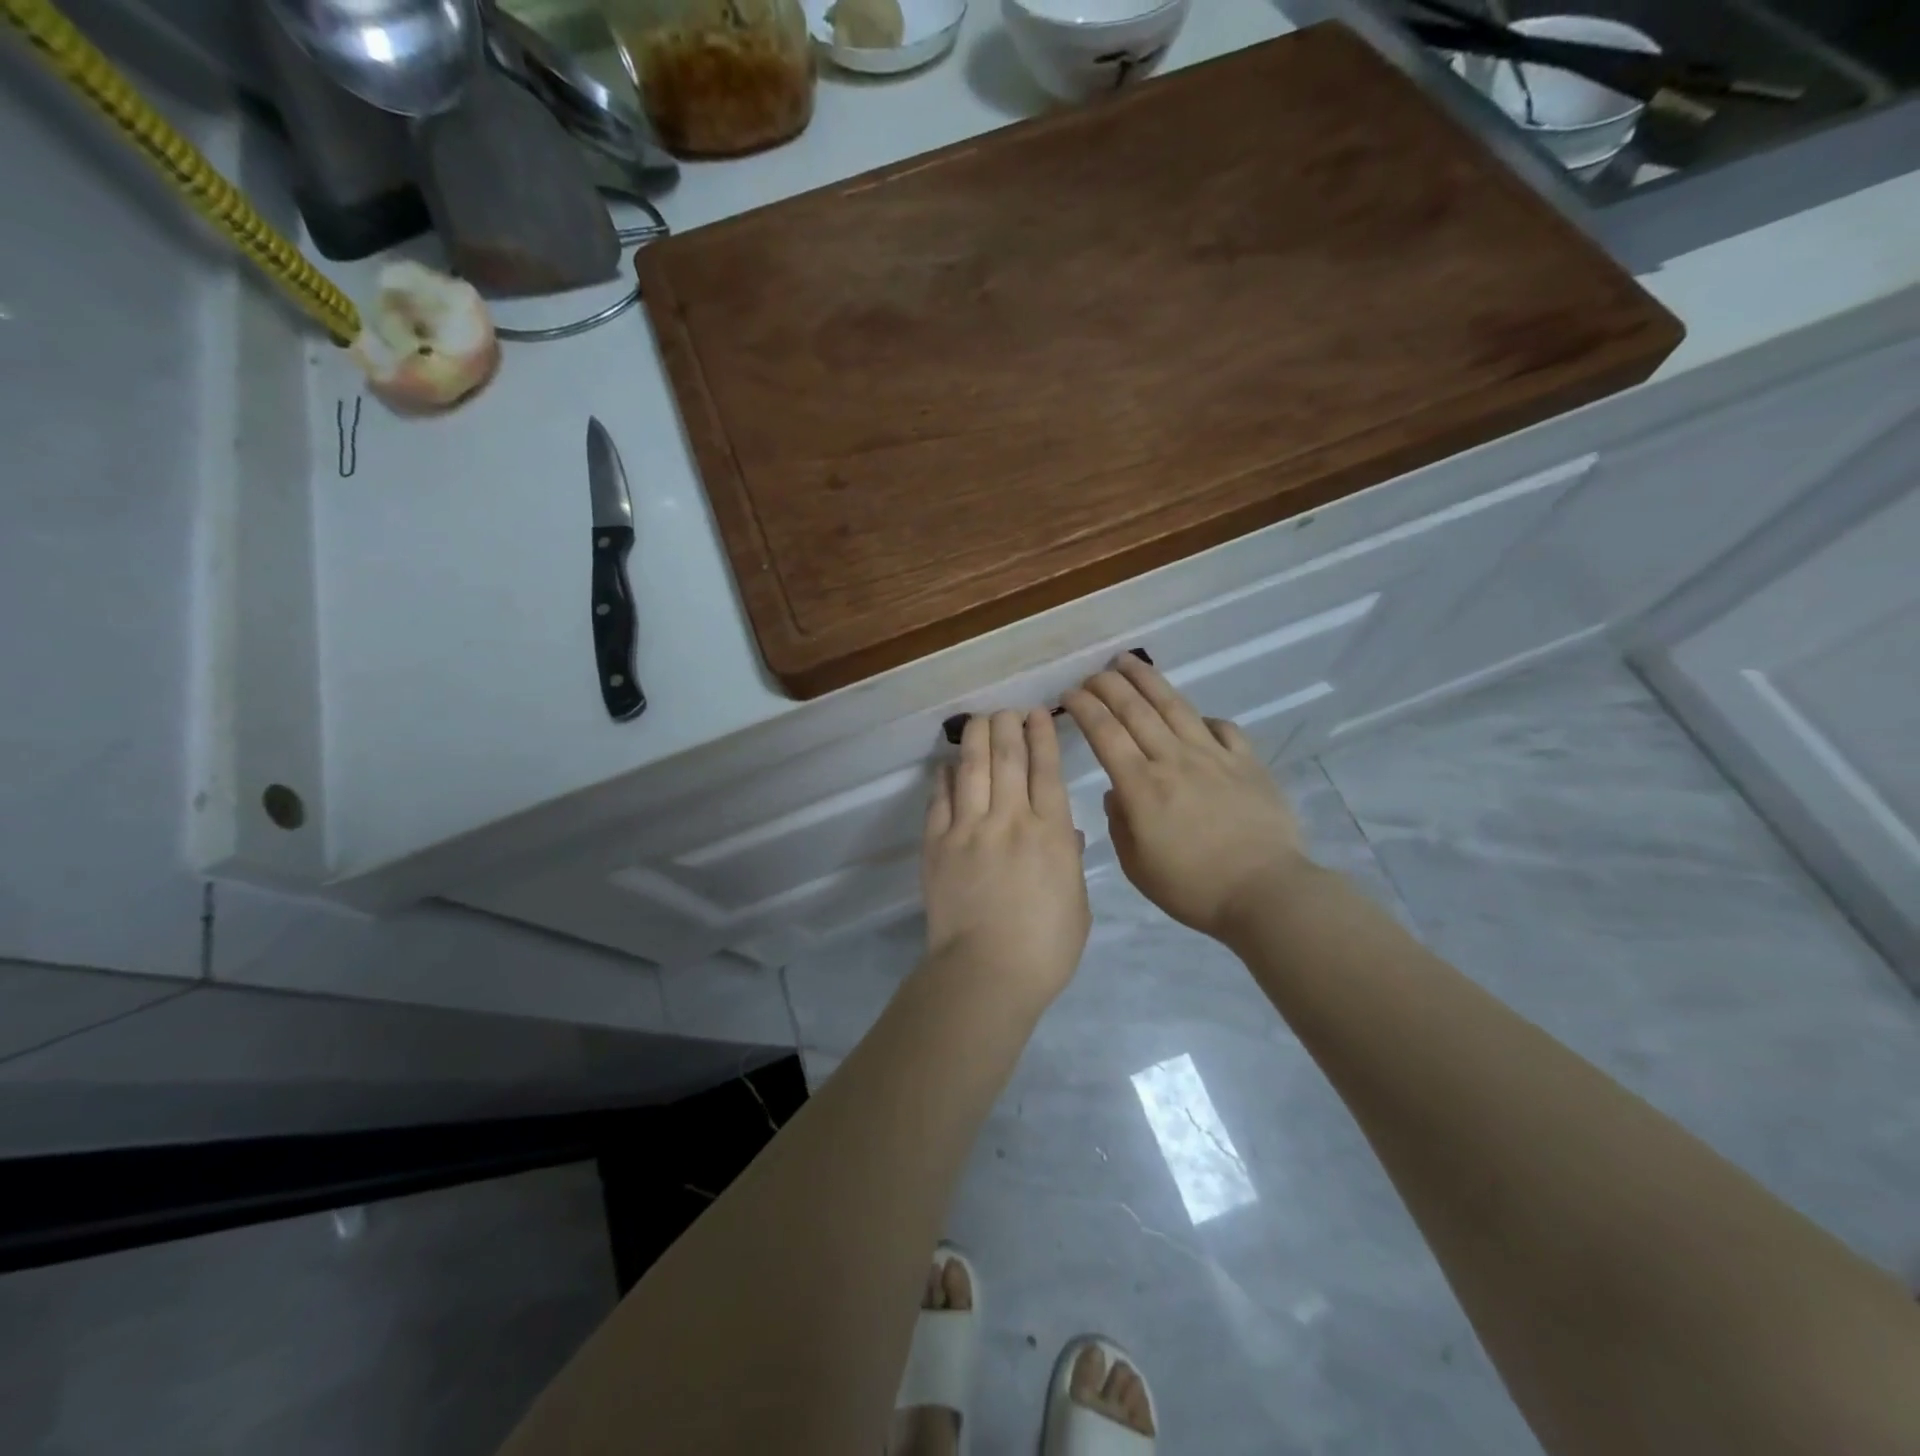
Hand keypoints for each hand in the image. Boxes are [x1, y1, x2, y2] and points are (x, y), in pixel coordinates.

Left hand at [922, 709, 1090, 1007]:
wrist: (986, 974)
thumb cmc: (1044, 948)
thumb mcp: (1076, 904)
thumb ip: (1068, 860)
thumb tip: (1062, 831)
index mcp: (1051, 832)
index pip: (1046, 769)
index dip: (1042, 735)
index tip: (1039, 714)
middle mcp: (1010, 819)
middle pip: (1008, 757)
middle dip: (1008, 726)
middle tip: (1008, 711)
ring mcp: (969, 828)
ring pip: (972, 768)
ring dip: (976, 737)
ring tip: (979, 719)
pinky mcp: (937, 844)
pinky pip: (940, 799)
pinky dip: (944, 778)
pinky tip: (947, 765)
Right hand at [1063, 655, 1308, 943]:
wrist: (1266, 892)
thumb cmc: (1194, 888)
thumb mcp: (1137, 867)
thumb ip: (1119, 824)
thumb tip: (1117, 792)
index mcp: (1141, 786)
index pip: (1104, 733)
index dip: (1084, 707)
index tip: (1069, 694)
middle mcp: (1173, 759)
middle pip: (1135, 710)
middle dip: (1108, 685)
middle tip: (1092, 674)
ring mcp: (1213, 756)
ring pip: (1174, 706)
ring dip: (1147, 680)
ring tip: (1128, 661)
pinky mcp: (1247, 762)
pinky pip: (1222, 728)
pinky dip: (1203, 717)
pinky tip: (1195, 717)